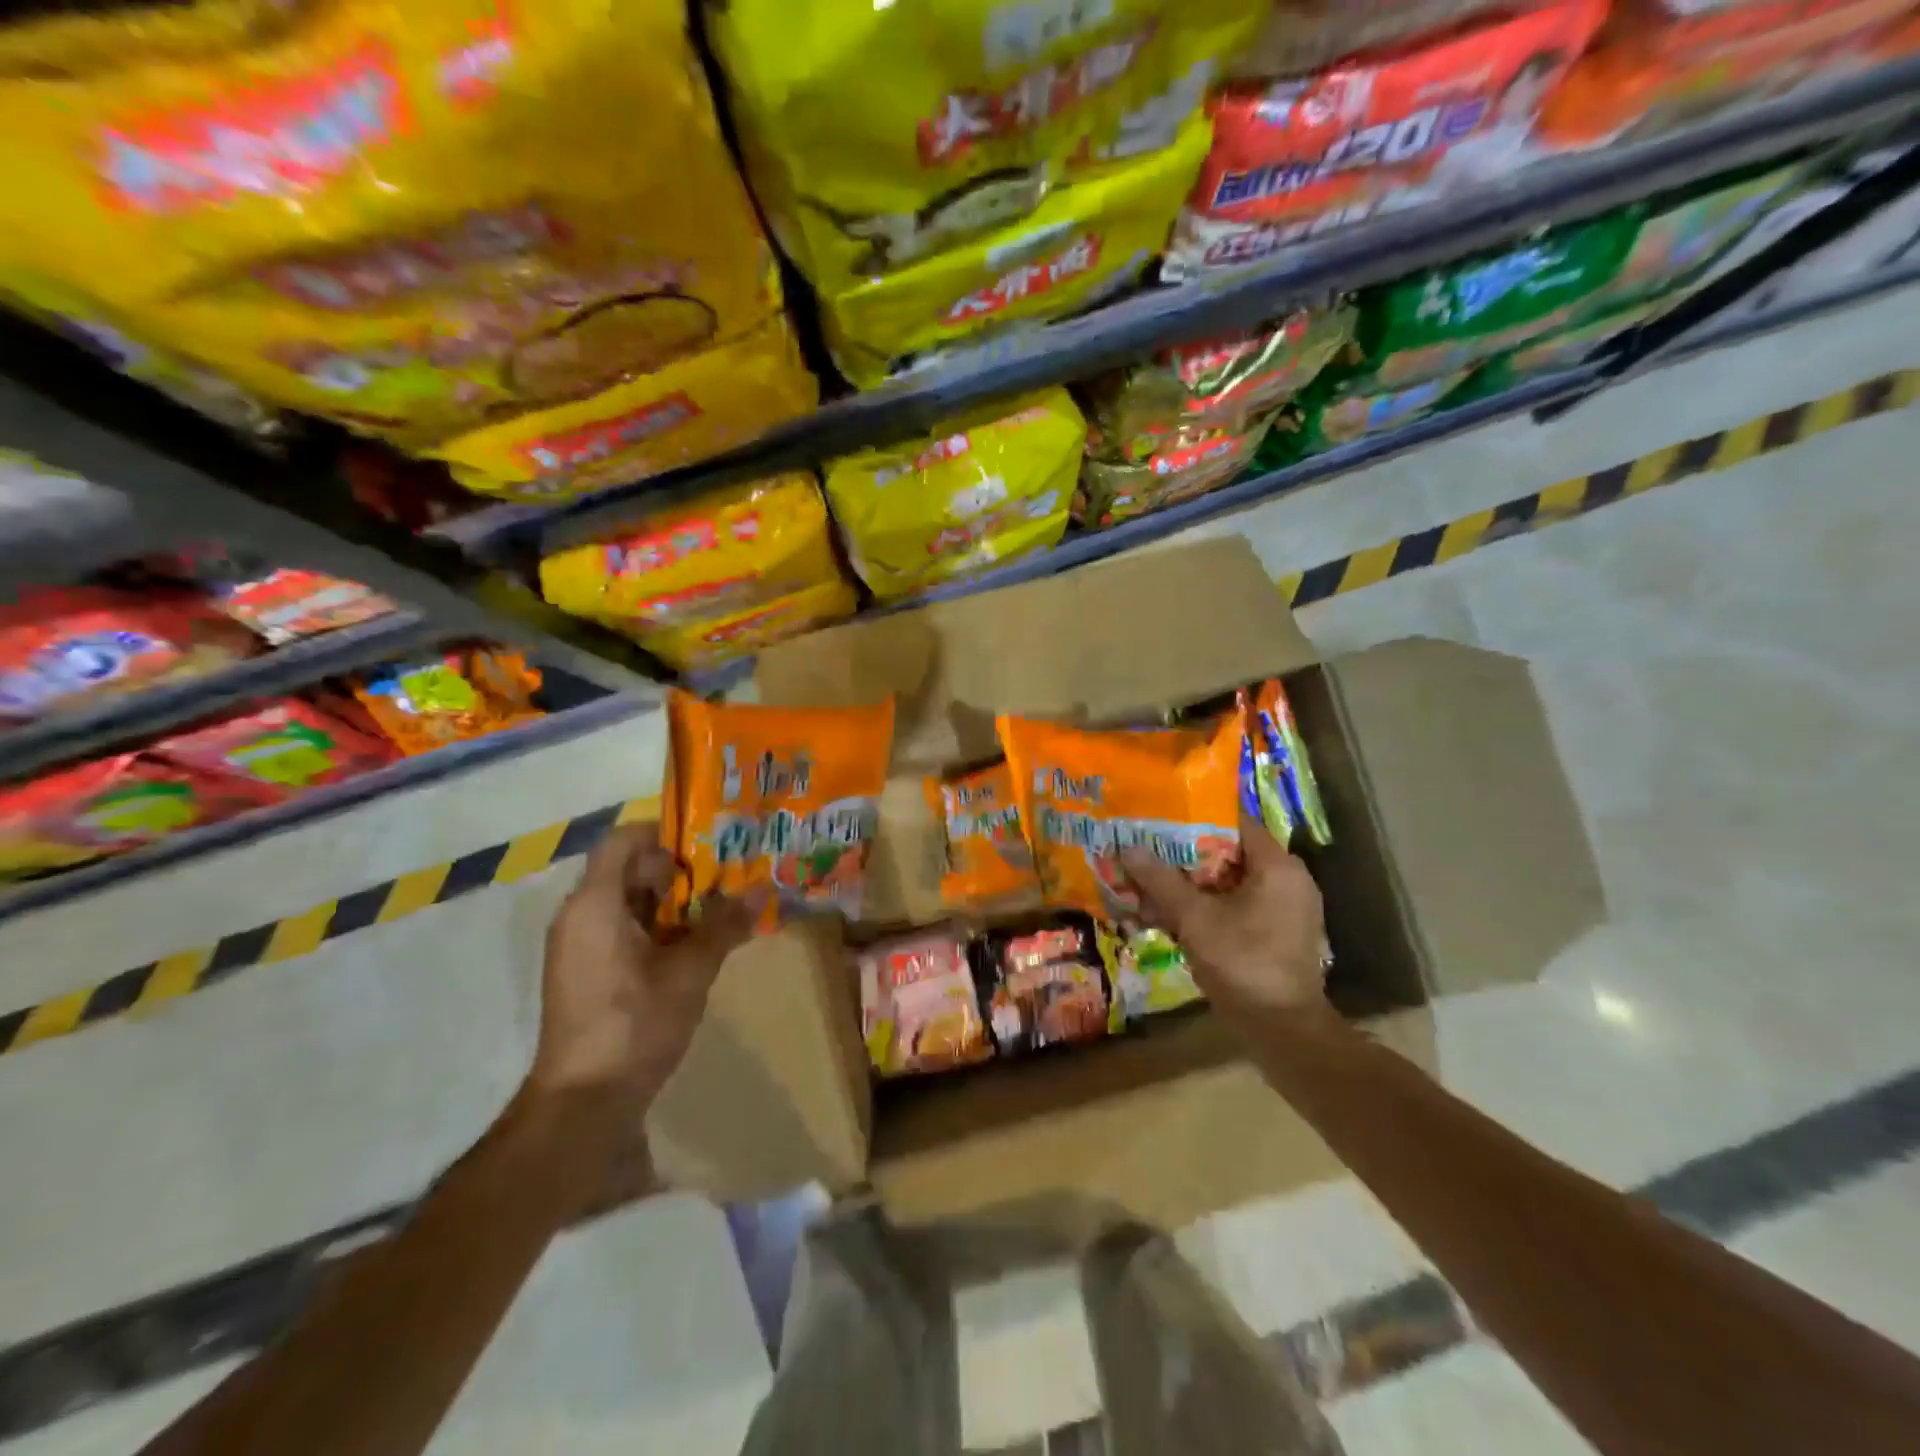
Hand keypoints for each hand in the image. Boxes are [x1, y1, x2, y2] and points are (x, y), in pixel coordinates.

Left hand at [528, 823, 758, 1116]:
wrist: (583, 1103)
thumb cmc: (634, 1025)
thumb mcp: (690, 972)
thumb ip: (724, 926)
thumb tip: (764, 888)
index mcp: (595, 905)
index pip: (623, 841)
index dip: (665, 834)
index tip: (708, 845)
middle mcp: (579, 916)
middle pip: (628, 870)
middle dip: (679, 870)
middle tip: (727, 876)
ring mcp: (579, 946)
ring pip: (629, 902)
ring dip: (673, 902)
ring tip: (720, 908)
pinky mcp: (586, 972)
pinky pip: (622, 929)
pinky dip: (658, 928)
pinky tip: (695, 944)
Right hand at [1121, 810, 1330, 1025]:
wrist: (1284, 1031)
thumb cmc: (1243, 962)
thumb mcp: (1195, 919)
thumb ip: (1161, 881)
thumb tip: (1128, 848)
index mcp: (1277, 866)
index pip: (1234, 821)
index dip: (1195, 816)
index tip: (1160, 816)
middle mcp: (1288, 880)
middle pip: (1229, 853)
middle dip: (1184, 855)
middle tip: (1147, 851)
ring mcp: (1285, 909)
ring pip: (1229, 883)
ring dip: (1191, 885)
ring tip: (1150, 885)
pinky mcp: (1278, 933)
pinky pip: (1237, 907)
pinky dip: (1207, 907)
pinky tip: (1171, 916)